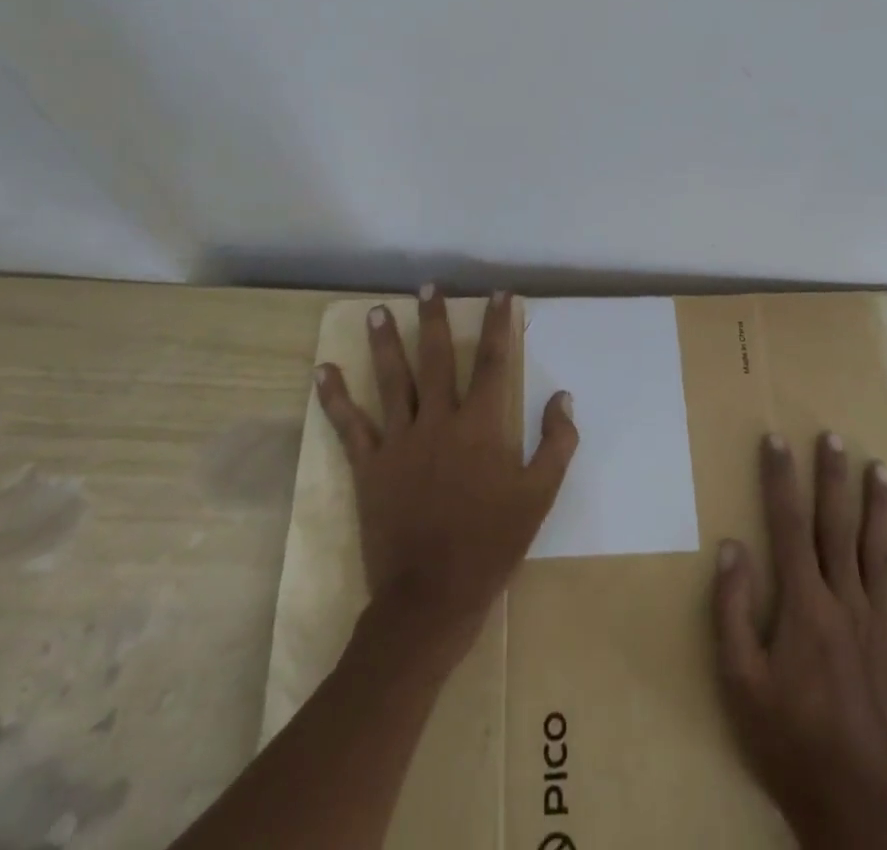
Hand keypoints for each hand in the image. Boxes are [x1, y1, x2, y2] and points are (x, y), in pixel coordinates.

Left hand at [316, 287, 578, 656]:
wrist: (431, 598)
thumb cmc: (491, 545)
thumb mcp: (538, 497)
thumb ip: (556, 444)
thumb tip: (563, 397)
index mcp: (481, 426)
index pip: (493, 362)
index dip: (500, 325)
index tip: (500, 295)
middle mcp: (439, 421)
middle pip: (436, 358)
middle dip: (434, 319)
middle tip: (428, 287)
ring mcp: (399, 442)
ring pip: (392, 381)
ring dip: (385, 343)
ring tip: (378, 310)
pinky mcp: (370, 466)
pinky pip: (350, 426)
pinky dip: (335, 398)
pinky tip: (323, 370)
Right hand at [714, 431, 886, 844]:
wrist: (856, 812)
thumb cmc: (788, 743)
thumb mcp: (739, 680)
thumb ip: (732, 610)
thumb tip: (732, 547)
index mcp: (802, 604)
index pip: (786, 524)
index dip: (779, 479)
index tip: (775, 440)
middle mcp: (845, 600)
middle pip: (836, 526)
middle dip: (832, 478)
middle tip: (833, 437)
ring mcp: (884, 626)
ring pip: (880, 552)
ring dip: (879, 507)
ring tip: (880, 468)